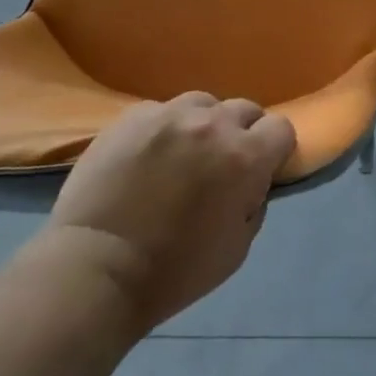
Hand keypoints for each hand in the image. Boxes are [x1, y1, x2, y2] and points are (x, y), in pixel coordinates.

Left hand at [33, 92, 295, 334]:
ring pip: (203, 104)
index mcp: (246, 157)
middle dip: (242, 133)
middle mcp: (214, 124)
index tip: (262, 169)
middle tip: (221, 164)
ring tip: (183, 154)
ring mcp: (170, 114)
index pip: (281, 128)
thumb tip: (253, 181)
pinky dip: (164, 129)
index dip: (276, 149)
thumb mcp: (237, 248)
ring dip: (204, 124)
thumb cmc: (173, 272)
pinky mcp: (134, 115)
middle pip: (245, 109)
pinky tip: (147, 157)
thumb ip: (255, 203)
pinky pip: (162, 111)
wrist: (95, 270)